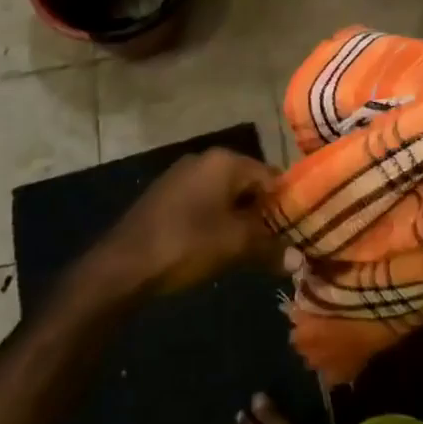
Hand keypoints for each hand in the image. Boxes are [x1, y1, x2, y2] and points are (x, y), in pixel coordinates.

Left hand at [89, 148, 278, 296]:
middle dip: (262, 214)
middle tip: (274, 245)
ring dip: (238, 219)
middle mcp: (205, 159)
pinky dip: (215, 221)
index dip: (286, 205)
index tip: (296, 233)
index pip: (271, 176)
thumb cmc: (187, 243)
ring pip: (224, 195)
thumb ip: (271, 248)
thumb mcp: (235, 246)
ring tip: (248, 251)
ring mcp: (182, 175)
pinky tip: (215, 248)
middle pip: (248, 184)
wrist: (123, 264)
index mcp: (226, 160)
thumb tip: (299, 259)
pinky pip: (203, 203)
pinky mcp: (166, 195)